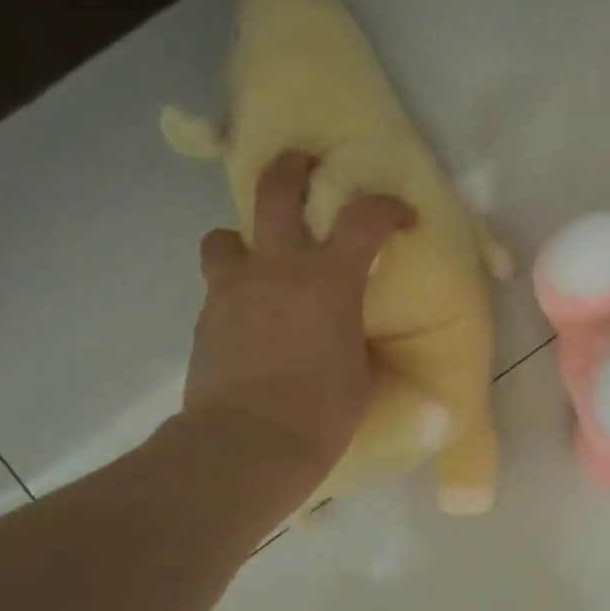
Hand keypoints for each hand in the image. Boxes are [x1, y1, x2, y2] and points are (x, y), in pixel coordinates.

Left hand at [180, 151, 412, 506]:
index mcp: (329, 281)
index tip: (402, 217)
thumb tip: (360, 338)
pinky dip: (236, 291)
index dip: (388, 207)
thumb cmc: (321, 414)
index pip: (365, 218)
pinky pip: (219, 287)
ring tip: (259, 262)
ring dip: (244, 240)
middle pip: (275, 190)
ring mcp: (233, 289)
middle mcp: (277, 269)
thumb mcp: (360, 374)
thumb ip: (358, 341)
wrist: (247, 445)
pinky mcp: (207, 318)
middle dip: (292, 168)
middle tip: (305, 165)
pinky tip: (250, 321)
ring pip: (224, 236)